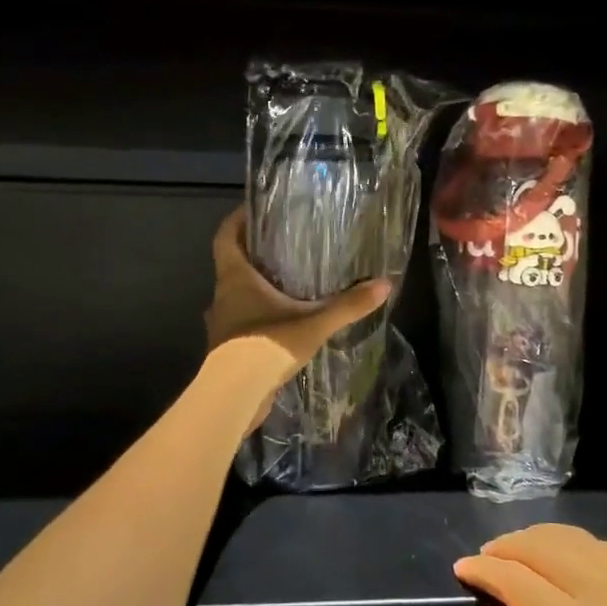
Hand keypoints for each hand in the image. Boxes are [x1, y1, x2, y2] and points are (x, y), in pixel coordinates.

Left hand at [203, 206, 390, 427]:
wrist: (236, 395)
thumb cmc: (267, 345)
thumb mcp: (314, 324)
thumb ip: (348, 305)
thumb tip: (384, 285)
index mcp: (235, 279)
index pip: (225, 237)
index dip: (236, 220)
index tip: (254, 210)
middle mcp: (222, 297)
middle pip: (231, 266)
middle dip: (253, 255)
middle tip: (282, 247)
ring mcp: (222, 325)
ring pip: (235, 297)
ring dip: (254, 290)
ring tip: (286, 286)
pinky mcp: (227, 349)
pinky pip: (241, 324)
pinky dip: (257, 319)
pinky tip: (281, 325)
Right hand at [455, 524, 606, 605]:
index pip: (520, 580)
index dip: (486, 570)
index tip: (462, 570)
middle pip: (547, 547)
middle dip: (509, 546)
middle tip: (486, 560)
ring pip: (582, 541)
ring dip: (543, 540)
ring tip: (522, 555)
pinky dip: (584, 547)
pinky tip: (580, 563)